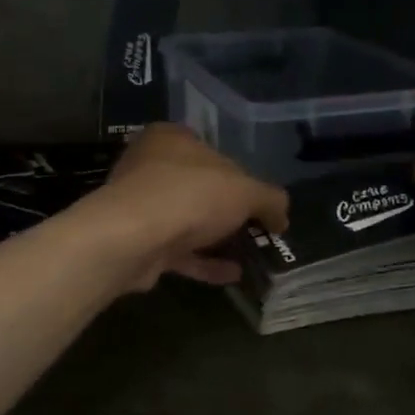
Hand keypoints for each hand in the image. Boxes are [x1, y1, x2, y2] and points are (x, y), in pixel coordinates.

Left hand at [82, 124, 289, 291]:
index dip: (238, 173)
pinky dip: (204, 262)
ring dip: (217, 239)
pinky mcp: (137, 241)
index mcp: (171, 138)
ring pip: (187, 220)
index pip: (211, 149)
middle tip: (257, 229)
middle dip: (227, 209)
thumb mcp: (245, 190)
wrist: (132, 238)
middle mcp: (151, 166)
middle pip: (198, 186)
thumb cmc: (190, 195)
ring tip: (250, 256)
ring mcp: (141, 205)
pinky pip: (178, 250)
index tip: (258, 198)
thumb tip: (282, 217)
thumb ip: (269, 199)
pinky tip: (232, 275)